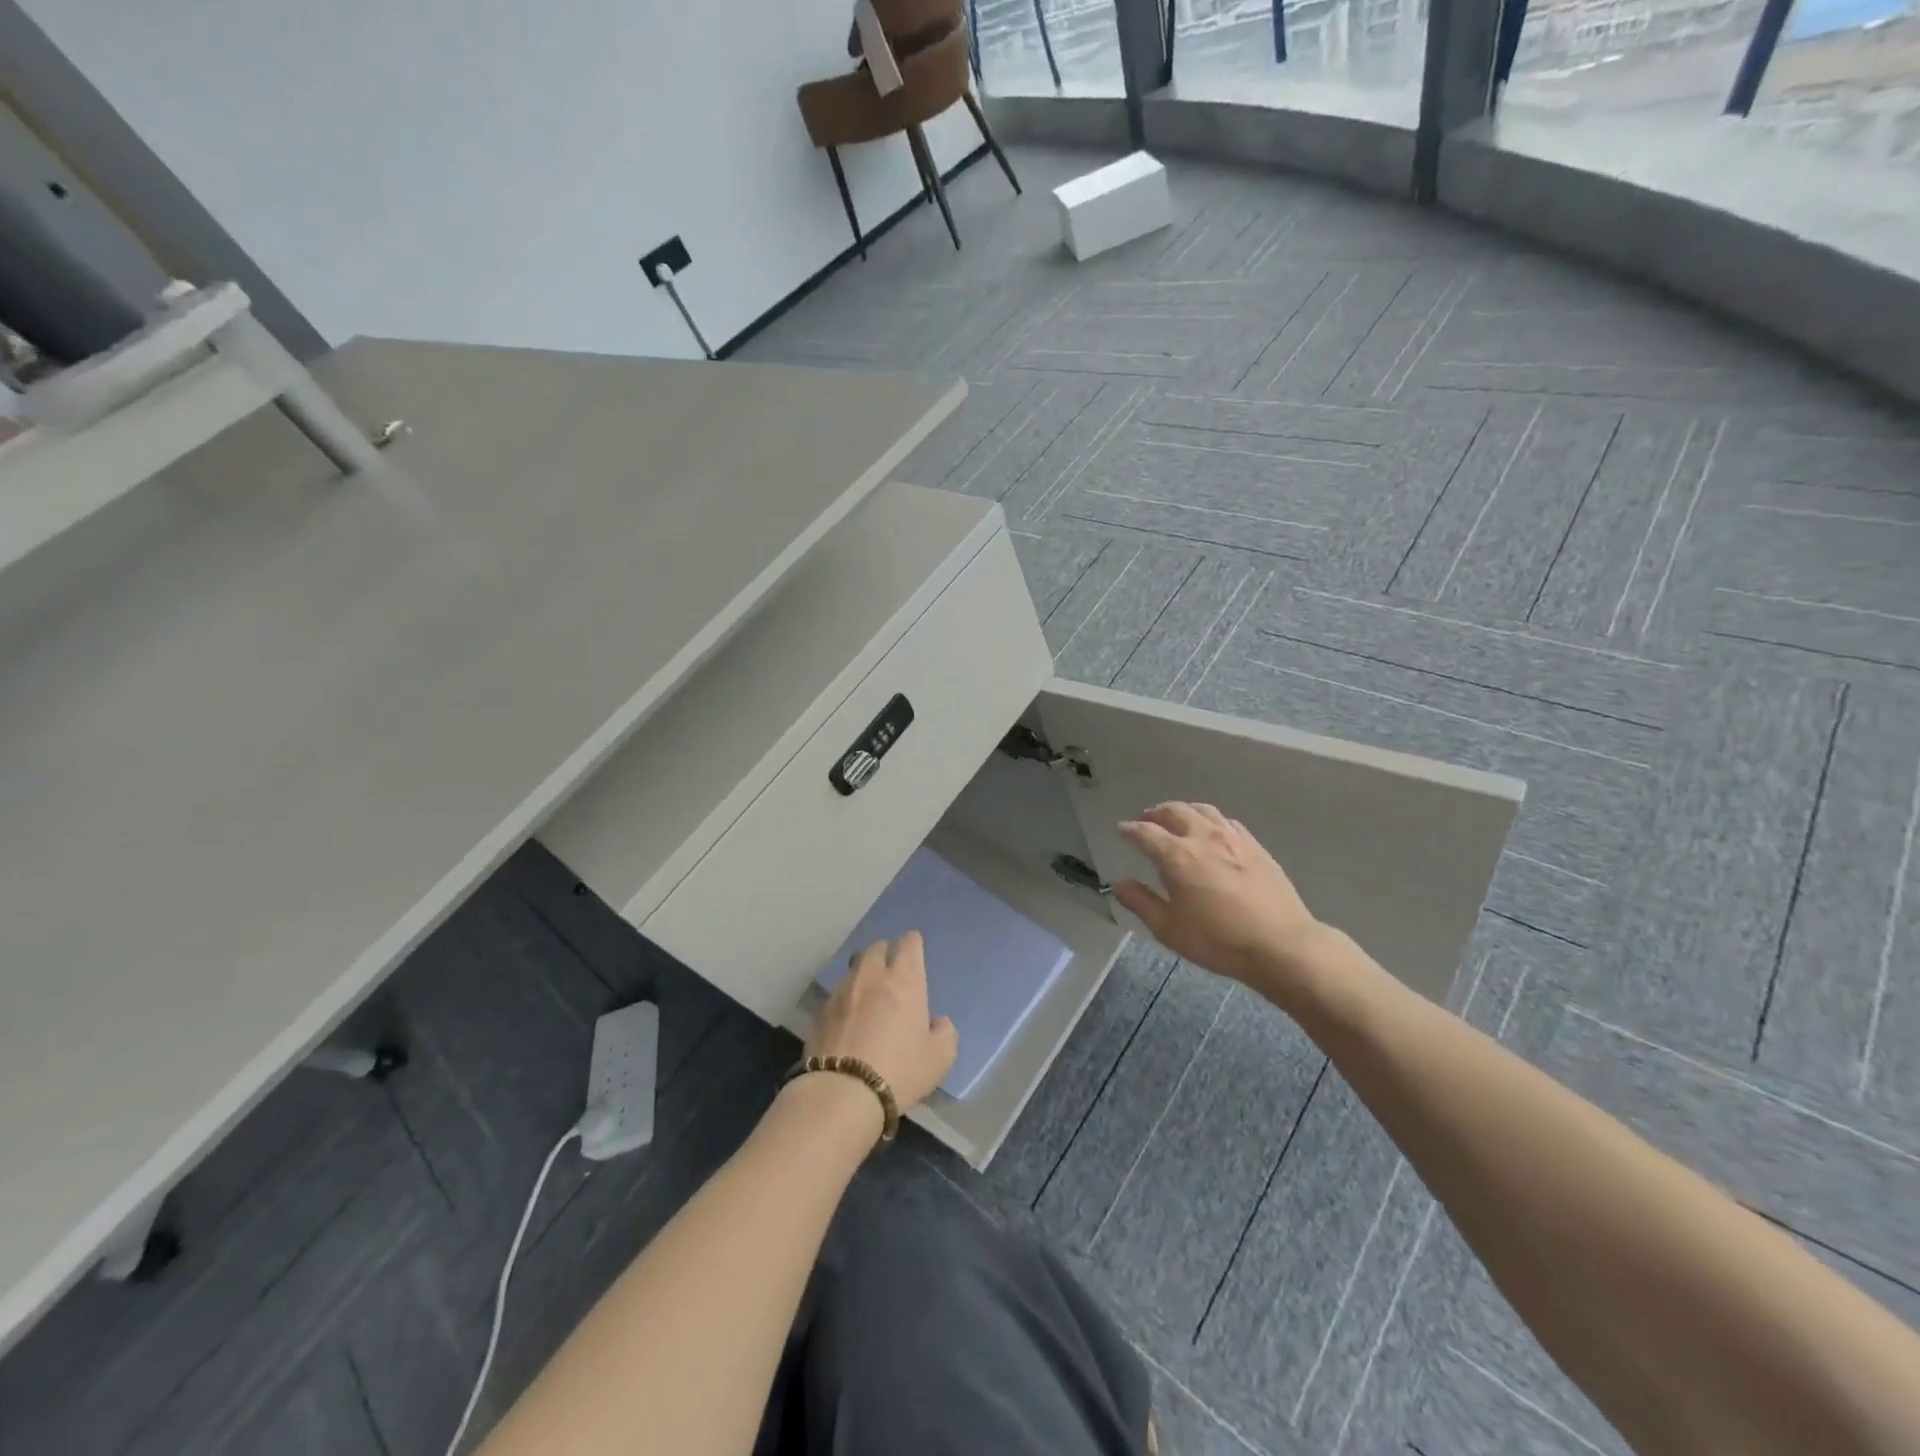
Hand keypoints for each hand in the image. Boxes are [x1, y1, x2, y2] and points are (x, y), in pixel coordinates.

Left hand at [807, 932, 957, 1108]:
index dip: (913, 943)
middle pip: (876, 949)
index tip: (915, 947)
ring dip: (863, 973)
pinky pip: (837, 994)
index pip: (908, 944)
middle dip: (885, 952)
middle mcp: (871, 977)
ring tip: (868, 990)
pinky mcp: (820, 1013)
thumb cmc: (899, 1070)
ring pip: (853, 969)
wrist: (842, 1093)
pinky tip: (848, 1016)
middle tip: (891, 966)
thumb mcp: (939, 1059)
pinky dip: (846, 998)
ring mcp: (842, 993)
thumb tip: (938, 1023)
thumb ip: (945, 1034)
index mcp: (904, 981)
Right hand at [1115, 802, 1321, 992]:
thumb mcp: (1169, 929)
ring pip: (1202, 810)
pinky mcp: (1254, 845)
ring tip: (1176, 818)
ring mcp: (1232, 838)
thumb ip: (1141, 903)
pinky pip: (1226, 820)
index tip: (1121, 830)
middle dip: (1155, 813)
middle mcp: (1203, 837)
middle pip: (1174, 811)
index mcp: (1177, 856)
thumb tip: (1120, 884)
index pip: (1145, 832)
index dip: (1130, 829)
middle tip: (1146, 819)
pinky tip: (1211, 830)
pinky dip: (1209, 819)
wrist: (1280, 944)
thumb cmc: (1218, 940)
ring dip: (1183, 810)